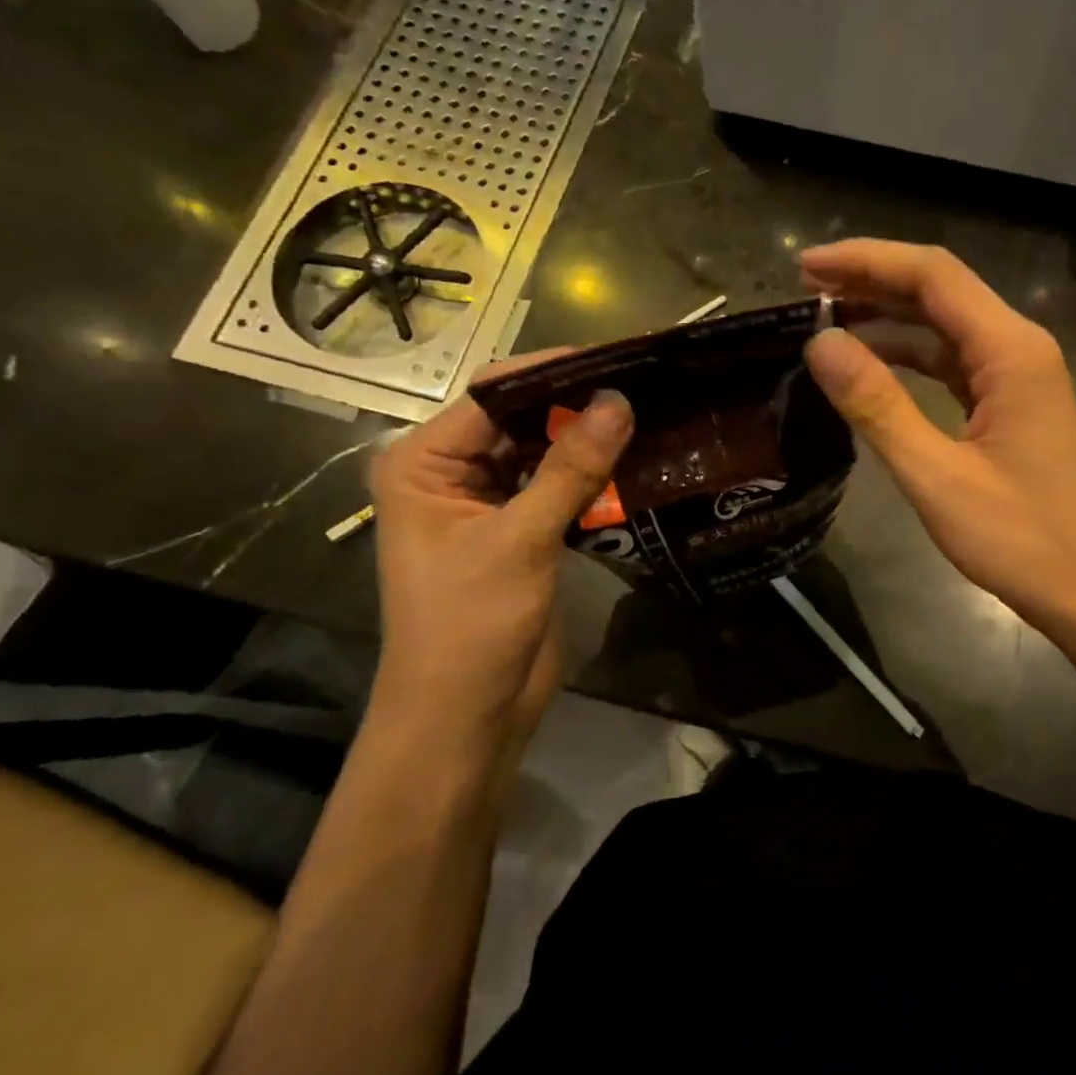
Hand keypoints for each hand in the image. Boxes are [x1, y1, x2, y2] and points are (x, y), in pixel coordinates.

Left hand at [367, 353, 632, 747]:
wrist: (466, 716)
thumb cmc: (470, 625)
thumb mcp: (520, 540)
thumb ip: (570, 469)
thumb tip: (618, 401)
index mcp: (423, 463)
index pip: (494, 396)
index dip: (554, 373)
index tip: (618, 358)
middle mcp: (451, 474)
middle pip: (521, 420)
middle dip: (577, 406)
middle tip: (645, 384)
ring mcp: (488, 504)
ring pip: (545, 454)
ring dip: (590, 442)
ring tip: (652, 414)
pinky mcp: (521, 533)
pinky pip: (559, 488)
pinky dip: (593, 478)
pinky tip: (638, 462)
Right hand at [802, 240, 1075, 644]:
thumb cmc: (1022, 540)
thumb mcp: (937, 476)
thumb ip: (878, 406)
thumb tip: (820, 344)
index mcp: (1010, 351)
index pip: (932, 275)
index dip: (865, 261)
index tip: (804, 268)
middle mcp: (1018, 348)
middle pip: (939, 291)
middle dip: (871, 281)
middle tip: (805, 290)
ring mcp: (1018, 377)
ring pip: (945, 326)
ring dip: (887, 317)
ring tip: (825, 320)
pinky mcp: (1011, 405)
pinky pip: (953, 363)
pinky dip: (910, 356)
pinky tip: (871, 365)